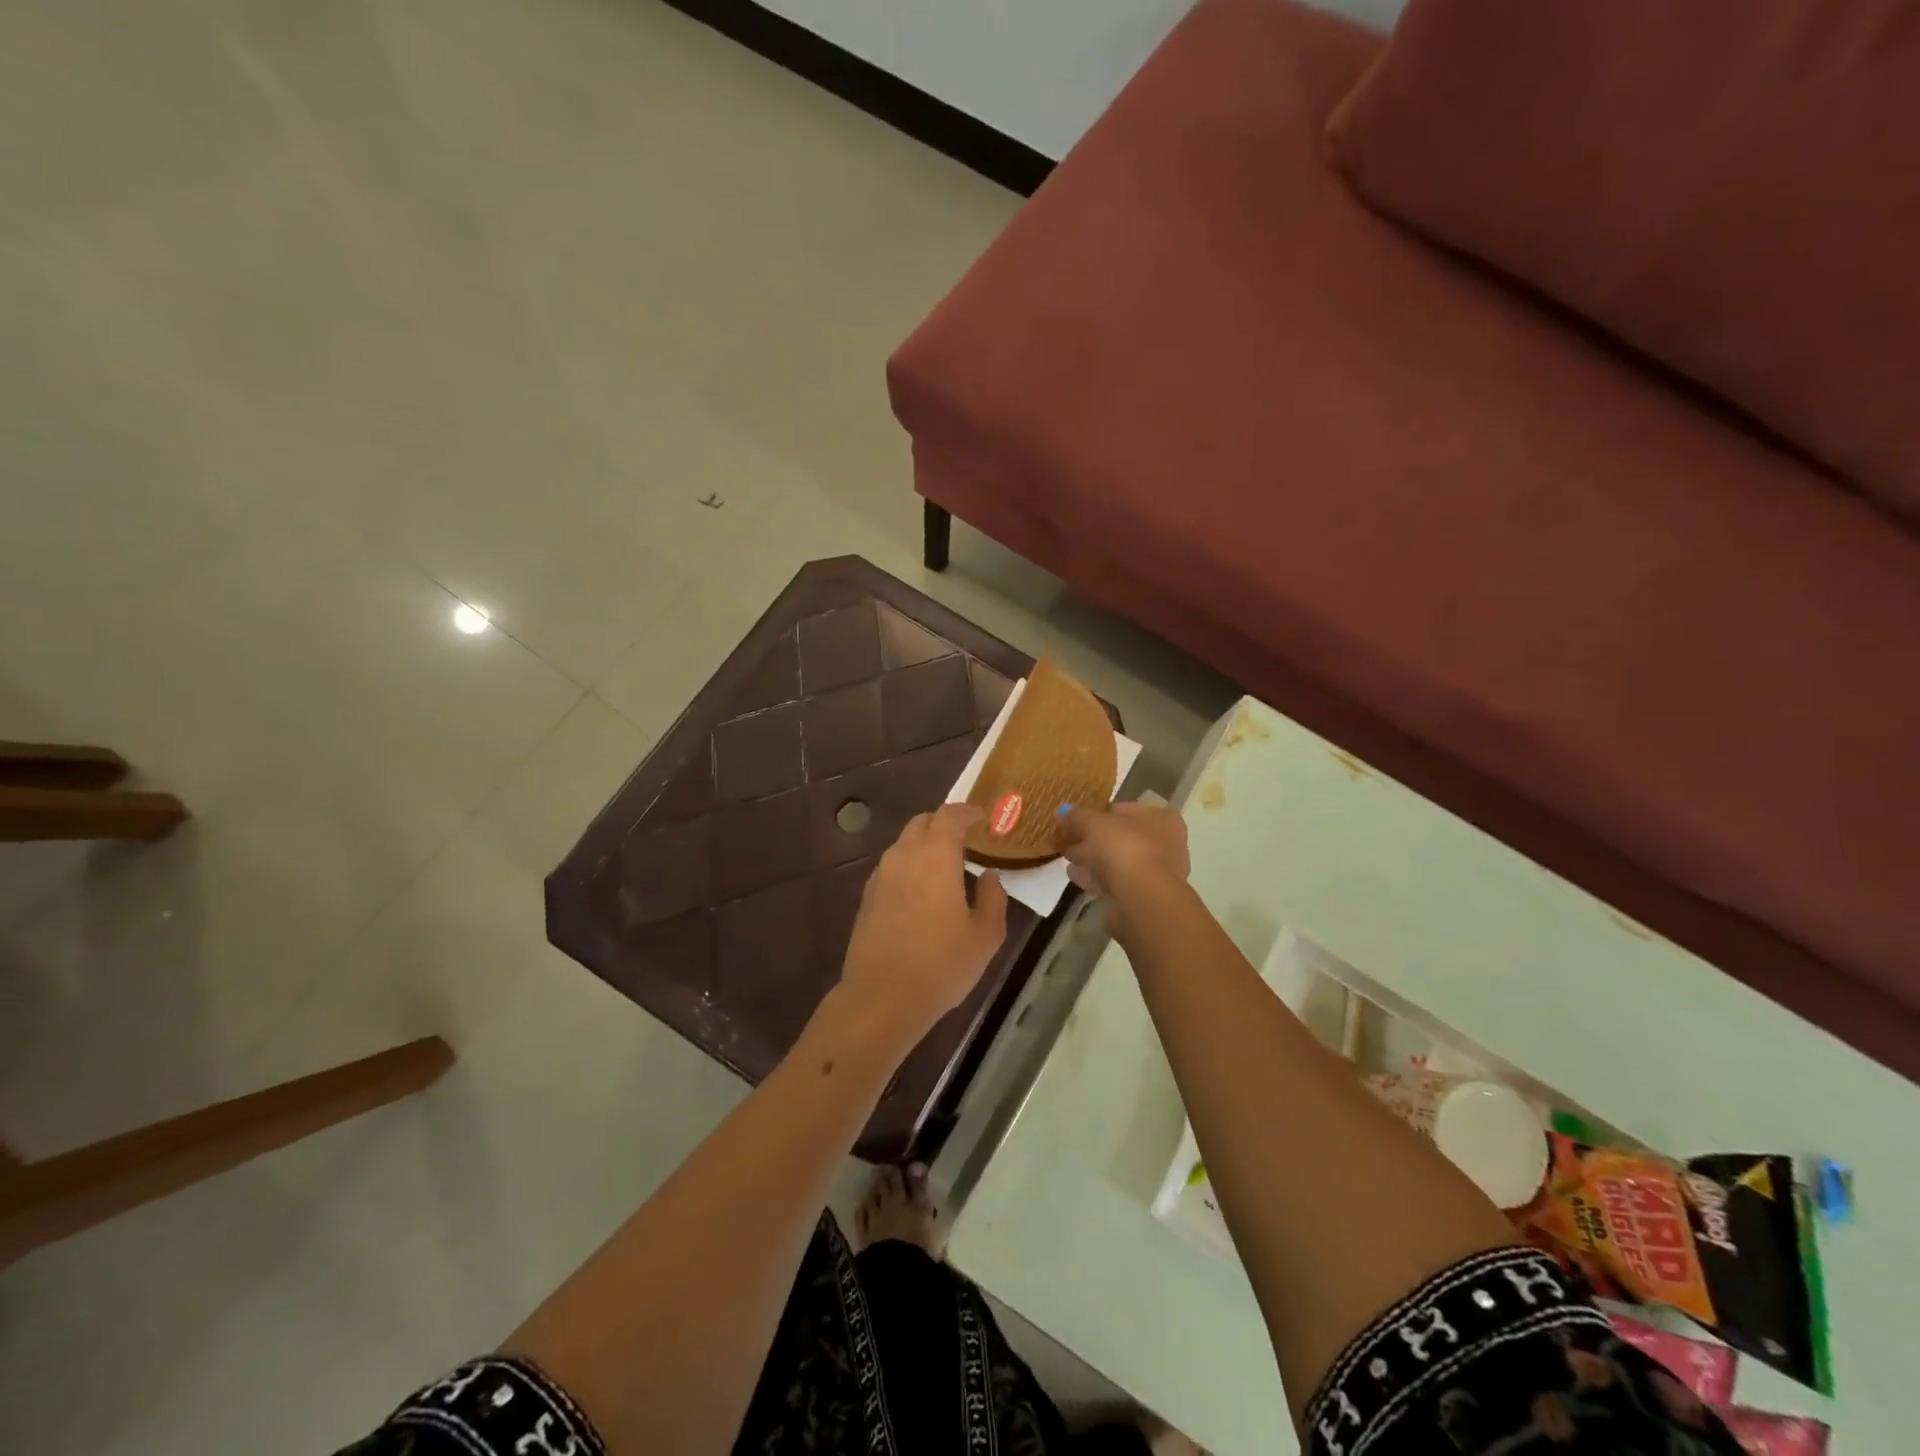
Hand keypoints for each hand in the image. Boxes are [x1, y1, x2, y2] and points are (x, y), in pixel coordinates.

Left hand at [839, 804, 1008, 1039]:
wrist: (882, 996)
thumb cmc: (942, 964)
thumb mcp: (985, 936)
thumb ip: (993, 899)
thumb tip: (991, 877)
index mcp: (936, 857)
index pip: (949, 816)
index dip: (966, 812)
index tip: (980, 817)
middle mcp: (904, 856)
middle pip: (922, 822)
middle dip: (943, 823)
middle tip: (964, 838)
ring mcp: (881, 876)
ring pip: (903, 844)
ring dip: (924, 845)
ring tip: (943, 866)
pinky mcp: (867, 896)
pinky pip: (891, 867)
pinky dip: (908, 866)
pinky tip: (920, 891)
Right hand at [1059, 802, 1189, 912]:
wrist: (1142, 898)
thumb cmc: (1124, 848)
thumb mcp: (1093, 823)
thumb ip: (1077, 816)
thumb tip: (1063, 812)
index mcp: (1160, 817)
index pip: (1122, 810)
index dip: (1096, 814)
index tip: (1073, 822)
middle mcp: (1166, 843)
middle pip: (1121, 837)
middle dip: (1093, 839)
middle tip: (1068, 842)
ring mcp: (1159, 873)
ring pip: (1119, 861)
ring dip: (1094, 861)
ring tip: (1069, 862)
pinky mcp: (1147, 897)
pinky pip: (1117, 882)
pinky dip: (1099, 879)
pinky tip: (1079, 879)